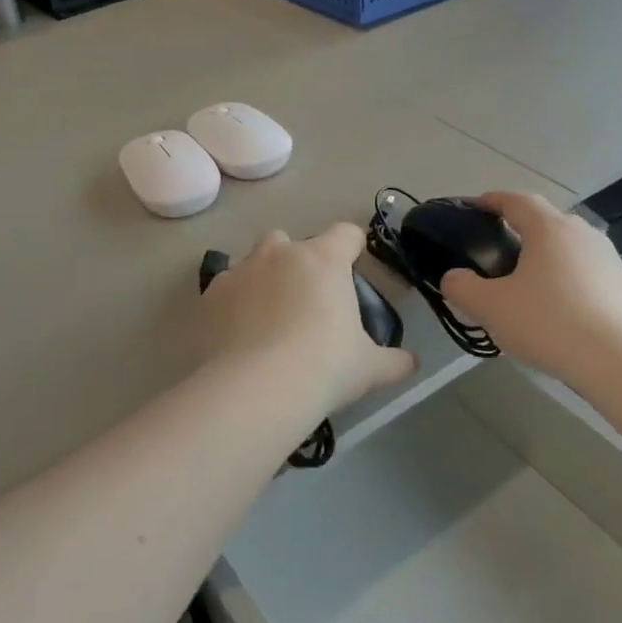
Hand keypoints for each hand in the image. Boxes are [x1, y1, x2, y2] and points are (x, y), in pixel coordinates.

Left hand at [197, 224, 416, 422]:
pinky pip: (226, 289)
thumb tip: (412, 363)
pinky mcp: (209, 296)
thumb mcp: (369, 368)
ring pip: (254, 261)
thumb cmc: (324, 367)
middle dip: (299, 262)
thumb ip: (395, 361)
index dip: (353, 248)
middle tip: (307, 302)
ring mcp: (240, 271)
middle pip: (292, 241)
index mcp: (323, 260)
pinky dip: (234, 304)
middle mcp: (279, 254)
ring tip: (269, 319)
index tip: (354, 269)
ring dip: (264, 278)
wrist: (255, 389)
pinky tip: (240, 335)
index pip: (346, 233)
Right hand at [439, 192, 621, 388]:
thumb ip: (461, 287)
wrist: (616, 360)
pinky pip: (584, 270)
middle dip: (520, 229)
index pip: (517, 200)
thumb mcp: (489, 307)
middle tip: (497, 251)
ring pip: (567, 246)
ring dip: (545, 255)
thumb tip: (454, 278)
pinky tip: (555, 305)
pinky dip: (565, 278)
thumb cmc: (547, 323)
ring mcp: (607, 258)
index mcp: (549, 228)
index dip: (493, 201)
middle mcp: (581, 233)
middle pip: (545, 221)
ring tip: (526, 281)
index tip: (477, 207)